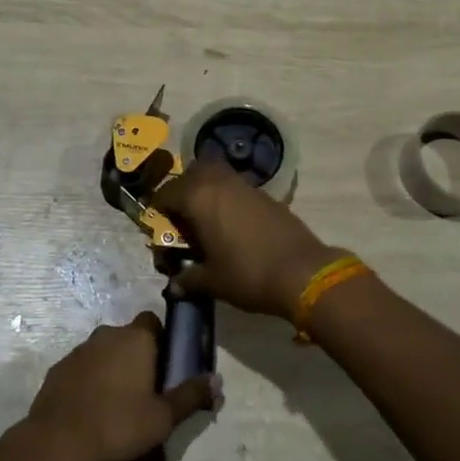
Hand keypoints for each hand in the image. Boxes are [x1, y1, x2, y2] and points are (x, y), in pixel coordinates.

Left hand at [27, 314, 216, 460]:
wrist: (59, 440)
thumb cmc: (119, 424)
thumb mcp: (163, 417)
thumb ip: (191, 396)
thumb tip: (217, 381)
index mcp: (136, 338)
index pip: (153, 322)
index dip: (160, 340)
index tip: (164, 366)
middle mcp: (108, 334)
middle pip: (128, 337)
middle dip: (136, 356)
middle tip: (143, 389)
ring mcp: (80, 349)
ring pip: (103, 351)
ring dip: (111, 367)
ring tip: (116, 402)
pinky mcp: (59, 368)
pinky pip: (82, 367)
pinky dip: (89, 380)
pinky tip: (91, 408)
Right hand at [151, 157, 342, 320]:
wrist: (302, 272)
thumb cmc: (248, 274)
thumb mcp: (212, 282)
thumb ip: (188, 280)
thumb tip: (174, 286)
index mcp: (198, 197)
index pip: (166, 193)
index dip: (157, 211)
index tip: (158, 231)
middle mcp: (219, 182)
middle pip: (192, 174)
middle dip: (182, 192)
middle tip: (181, 220)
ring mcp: (244, 185)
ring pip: (216, 176)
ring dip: (206, 192)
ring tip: (205, 222)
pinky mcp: (265, 194)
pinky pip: (236, 188)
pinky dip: (227, 199)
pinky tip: (231, 226)